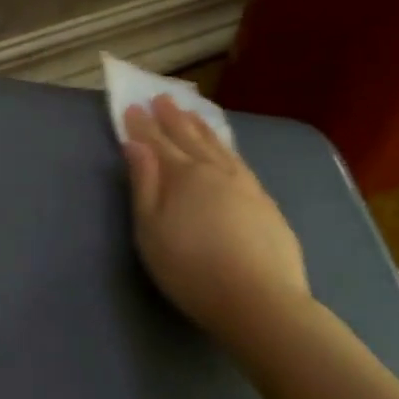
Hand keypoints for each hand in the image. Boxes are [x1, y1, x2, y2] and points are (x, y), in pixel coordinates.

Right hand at [122, 95, 309, 339]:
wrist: (259, 300)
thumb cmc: (191, 268)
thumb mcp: (151, 229)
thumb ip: (143, 184)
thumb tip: (136, 146)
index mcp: (184, 176)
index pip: (158, 142)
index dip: (143, 125)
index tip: (132, 106)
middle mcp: (216, 171)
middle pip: (191, 138)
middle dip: (174, 118)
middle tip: (163, 98)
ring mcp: (246, 186)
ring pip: (221, 147)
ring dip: (203, 129)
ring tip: (194, 115)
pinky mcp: (266, 204)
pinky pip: (240, 163)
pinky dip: (228, 150)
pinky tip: (228, 153)